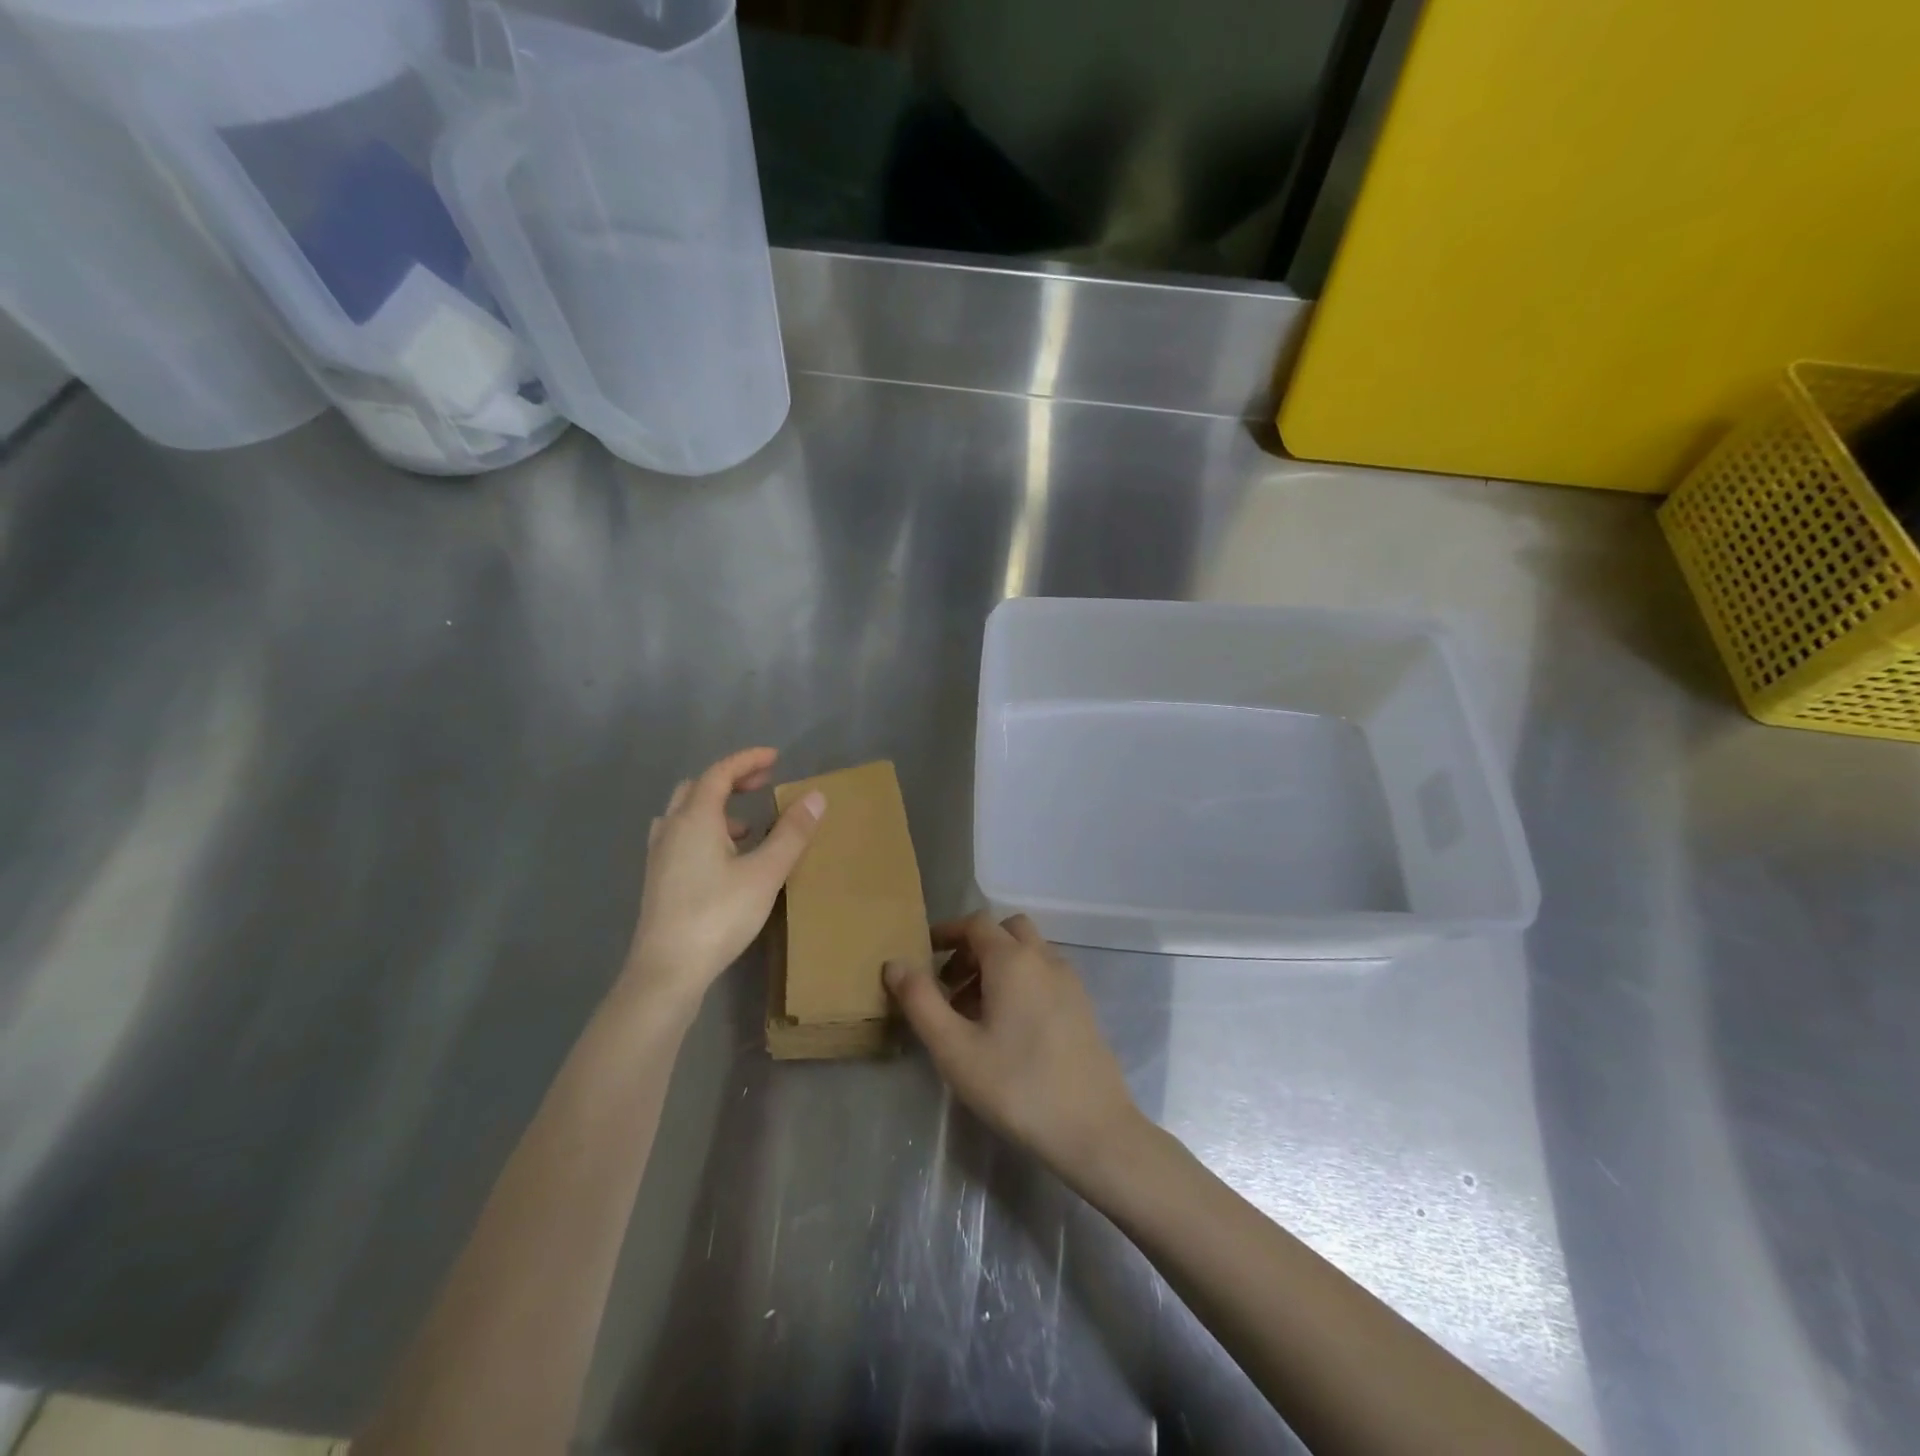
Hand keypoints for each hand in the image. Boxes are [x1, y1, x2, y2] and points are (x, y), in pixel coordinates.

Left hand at [623, 748, 824, 1013]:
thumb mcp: (765, 873)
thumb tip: (816, 796)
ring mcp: (659, 855)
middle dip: (731, 780)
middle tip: (763, 784)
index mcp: (695, 818)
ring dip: (716, 807)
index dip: (747, 760)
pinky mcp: (658, 879)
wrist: (666, 970)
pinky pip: (681, 836)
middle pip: (698, 787)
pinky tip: (725, 859)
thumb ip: (792, 833)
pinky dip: (705, 831)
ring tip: (749, 826)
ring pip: (685, 813)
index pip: (720, 772)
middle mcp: (671, 828)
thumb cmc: (718, 915)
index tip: (776, 757)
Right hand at [884, 913, 1144, 1185]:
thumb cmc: (1016, 1086)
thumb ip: (921, 1001)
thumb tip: (894, 963)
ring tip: (973, 1012)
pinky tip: (1009, 1028)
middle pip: (1006, 931)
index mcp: (1013, 960)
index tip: (924, 954)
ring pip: (1028, 952)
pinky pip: (1045, 974)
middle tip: (950, 984)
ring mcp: (1069, 981)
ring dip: (998, 965)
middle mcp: (1045, 959)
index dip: (948, 932)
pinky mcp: (1083, 1006)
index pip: (976, 923)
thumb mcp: (954, 1048)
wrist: (1093, 1129)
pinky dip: (1021, 981)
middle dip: (974, 947)